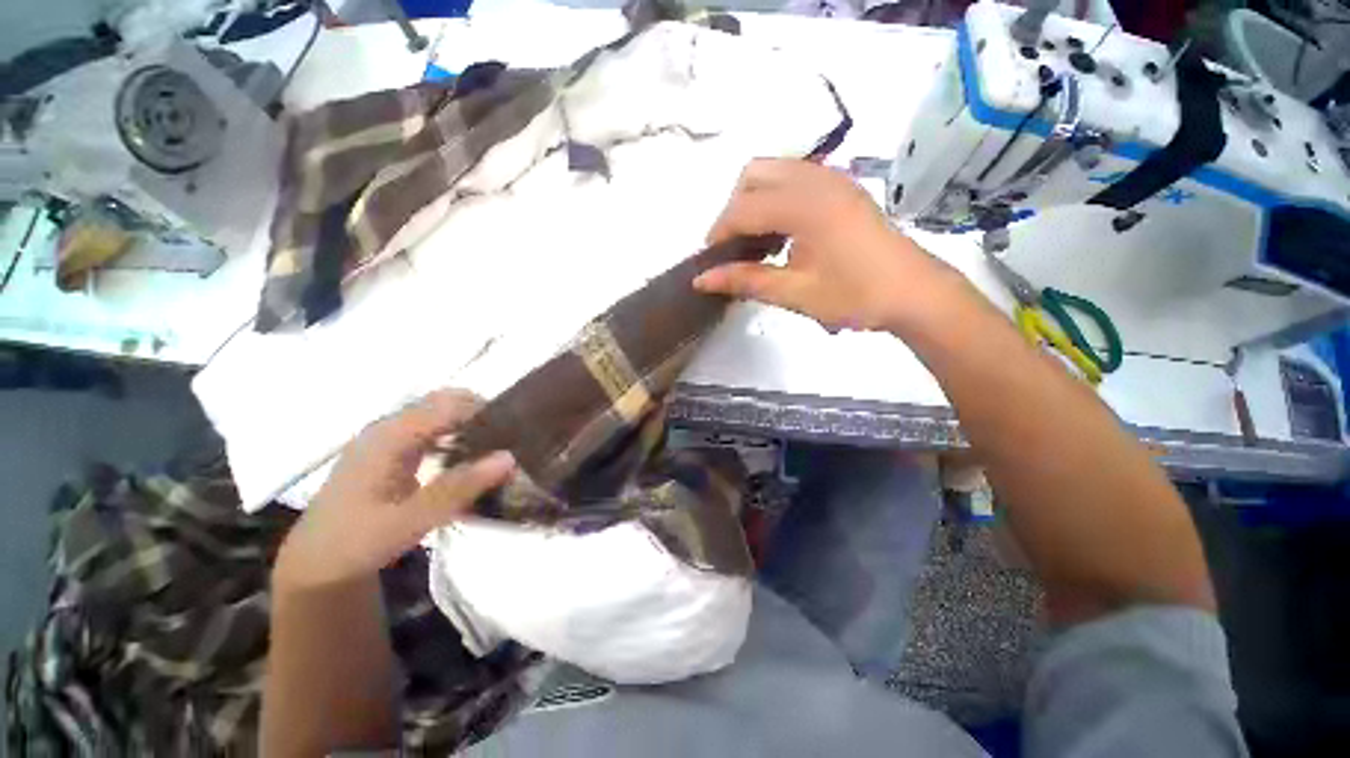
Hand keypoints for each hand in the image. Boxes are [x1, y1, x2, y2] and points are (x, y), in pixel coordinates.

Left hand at [274, 389, 514, 590]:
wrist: (317, 563)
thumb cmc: (358, 541)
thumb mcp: (411, 520)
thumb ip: (460, 487)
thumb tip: (510, 458)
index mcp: (390, 436)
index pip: (449, 405)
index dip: (486, 411)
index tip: (518, 429)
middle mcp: (390, 428)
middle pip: (446, 403)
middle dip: (482, 414)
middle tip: (512, 439)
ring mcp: (390, 439)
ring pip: (441, 415)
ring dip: (472, 425)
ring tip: (498, 448)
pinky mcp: (394, 452)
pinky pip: (434, 432)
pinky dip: (458, 438)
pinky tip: (470, 460)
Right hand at [694, 158, 962, 331]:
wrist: (915, 293)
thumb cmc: (856, 296)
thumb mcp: (796, 293)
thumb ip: (746, 281)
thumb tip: (702, 280)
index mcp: (805, 205)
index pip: (743, 208)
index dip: (719, 233)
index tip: (709, 261)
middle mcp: (817, 179)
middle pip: (754, 174)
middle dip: (734, 209)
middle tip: (734, 249)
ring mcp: (833, 178)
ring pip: (775, 171)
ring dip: (755, 201)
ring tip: (756, 243)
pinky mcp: (843, 186)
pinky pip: (795, 178)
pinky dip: (776, 199)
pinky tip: (782, 233)